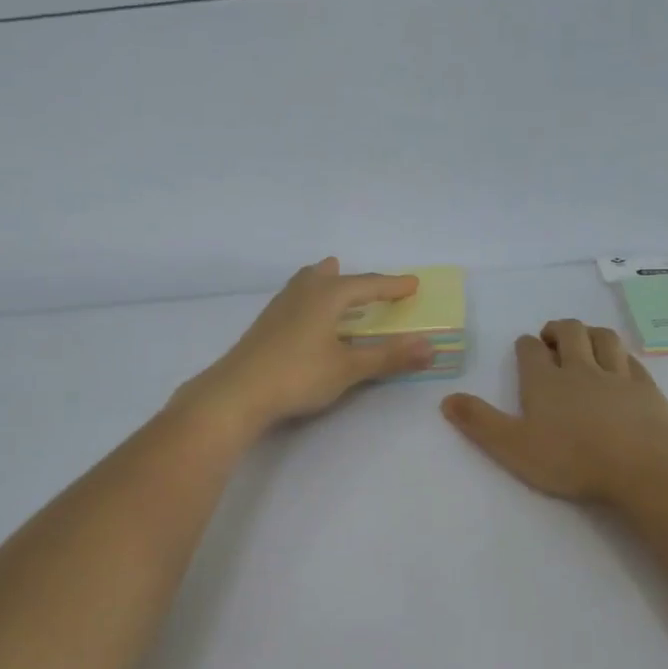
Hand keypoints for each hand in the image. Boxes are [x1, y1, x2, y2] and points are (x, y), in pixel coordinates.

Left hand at [180, 259, 436, 434]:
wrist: (237, 392)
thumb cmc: (298, 375)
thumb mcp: (349, 368)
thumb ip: (389, 357)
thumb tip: (430, 347)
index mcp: (327, 295)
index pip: (367, 285)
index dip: (392, 286)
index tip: (413, 285)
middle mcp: (303, 292)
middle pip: (332, 276)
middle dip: (355, 280)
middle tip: (371, 285)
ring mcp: (279, 307)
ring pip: (308, 283)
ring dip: (327, 283)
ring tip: (334, 283)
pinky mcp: (265, 325)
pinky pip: (296, 299)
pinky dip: (311, 299)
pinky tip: (307, 318)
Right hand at [441, 320, 667, 503]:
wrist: (643, 465)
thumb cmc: (572, 459)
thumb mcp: (513, 447)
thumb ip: (480, 423)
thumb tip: (446, 399)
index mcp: (544, 381)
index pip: (531, 350)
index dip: (526, 346)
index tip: (525, 349)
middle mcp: (579, 368)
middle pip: (570, 332)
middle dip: (558, 330)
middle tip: (552, 338)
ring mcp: (616, 375)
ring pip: (603, 338)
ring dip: (590, 333)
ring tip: (584, 340)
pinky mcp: (646, 387)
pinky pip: (630, 359)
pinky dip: (620, 355)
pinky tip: (620, 363)